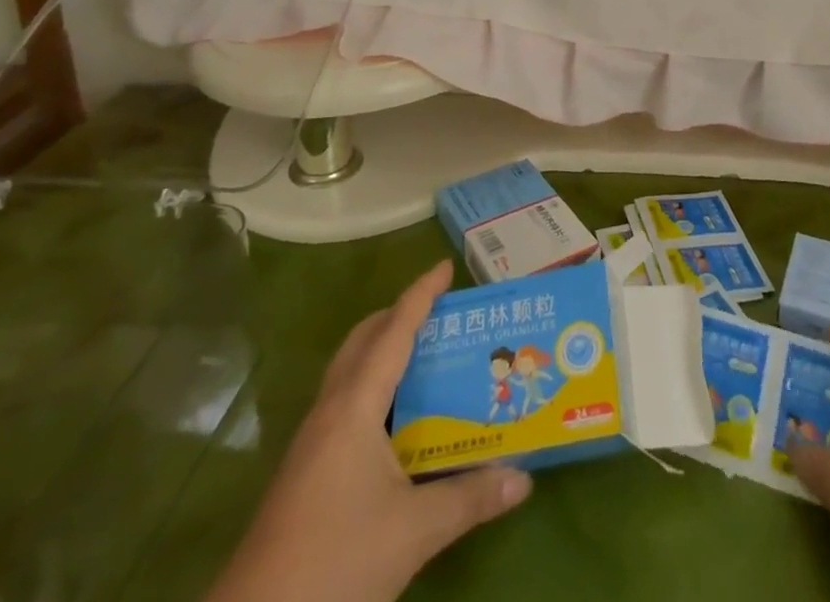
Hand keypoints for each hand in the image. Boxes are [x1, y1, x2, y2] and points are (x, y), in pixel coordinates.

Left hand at [208, 261, 531, 601]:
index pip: (393, 331)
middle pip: (364, 341)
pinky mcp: (306, 471)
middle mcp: (331, 411)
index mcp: (355, 406)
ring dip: (384, 352)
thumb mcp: (413, 532)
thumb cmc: (335, 564)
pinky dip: (375, 389)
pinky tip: (399, 423)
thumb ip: (469, 499)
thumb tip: (523, 479)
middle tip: (441, 315)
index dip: (420, 295)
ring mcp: (313, 441)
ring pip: (351, 372)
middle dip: (399, 317)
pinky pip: (346, 404)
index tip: (446, 267)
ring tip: (428, 359)